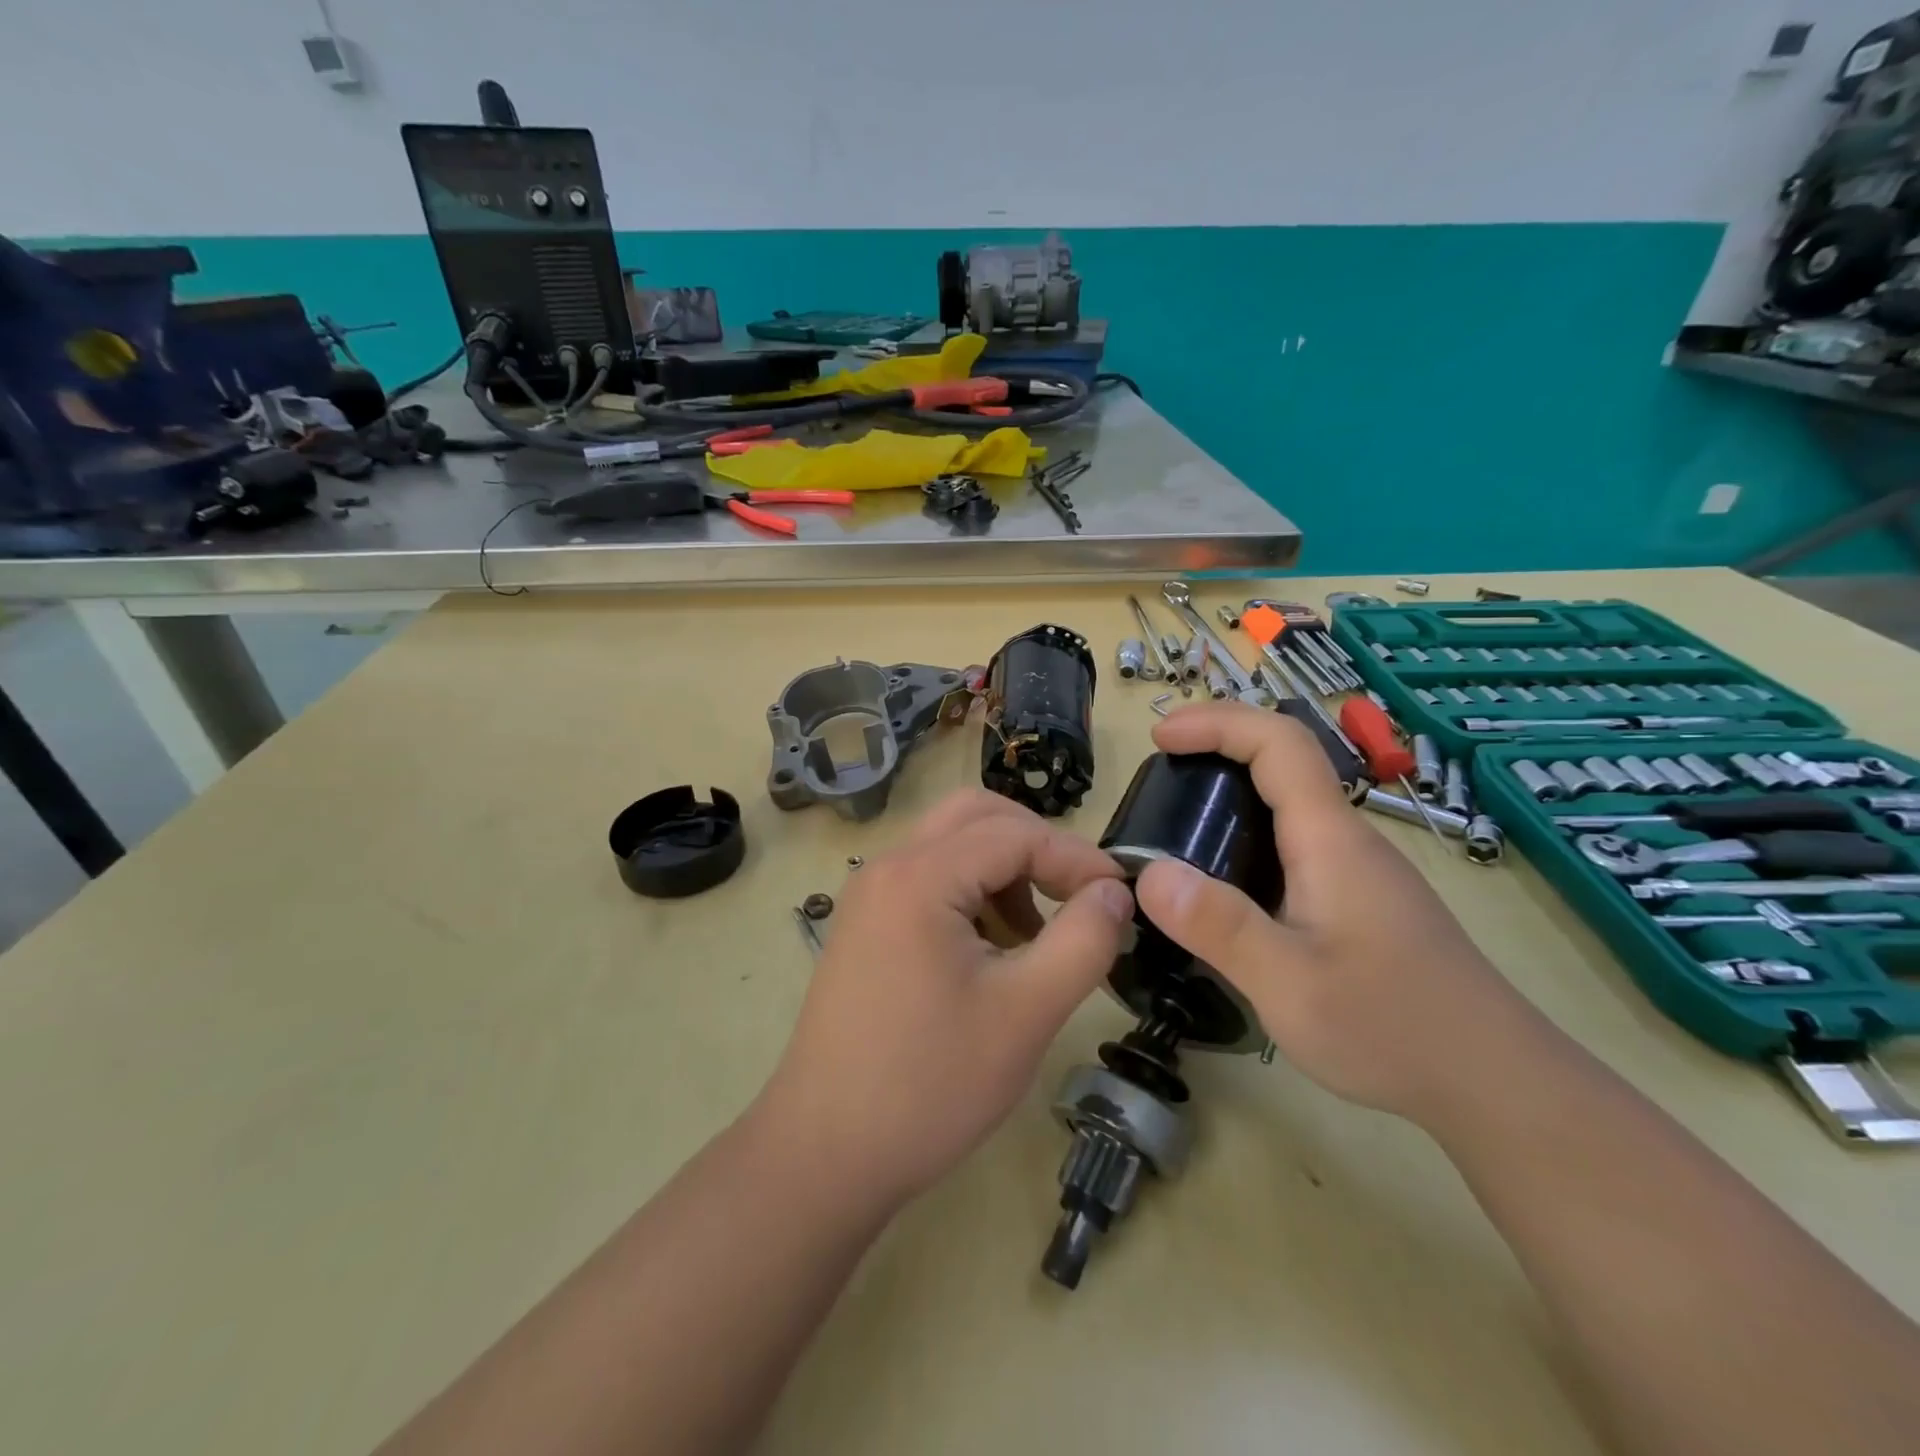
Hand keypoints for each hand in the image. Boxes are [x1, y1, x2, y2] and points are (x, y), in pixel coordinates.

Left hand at [755, 789, 1133, 1208]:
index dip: (1076, 858)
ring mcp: (869, 896)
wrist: (824, 1155)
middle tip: (1076, 899)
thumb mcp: (1026, 1012)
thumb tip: (1114, 890)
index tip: (1119, 898)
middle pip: (975, 817)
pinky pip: (929, 880)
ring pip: (952, 846)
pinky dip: (972, 893)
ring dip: (1004, 870)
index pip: (1015, 834)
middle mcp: (887, 868)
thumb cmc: (929, 1084)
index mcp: (919, 876)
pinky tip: (992, 953)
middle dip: (1035, 847)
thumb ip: (1084, 940)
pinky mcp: (865, 926)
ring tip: (1034, 938)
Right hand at [1132, 703, 1536, 1122]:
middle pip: (1284, 762)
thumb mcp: (1288, 984)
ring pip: (1290, 804)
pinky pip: (1295, 842)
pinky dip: (1247, 834)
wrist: (1497, 1083)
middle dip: (1217, 747)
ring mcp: (1358, 871)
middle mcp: (1346, 840)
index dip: (1216, 723)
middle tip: (1158, 775)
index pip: (1278, 742)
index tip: (1159, 737)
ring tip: (1176, 825)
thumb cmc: (1392, 1028)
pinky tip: (1225, 884)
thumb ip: (1218, 926)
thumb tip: (1147, 873)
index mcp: (1329, 839)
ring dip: (1231, 791)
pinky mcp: (1361, 901)